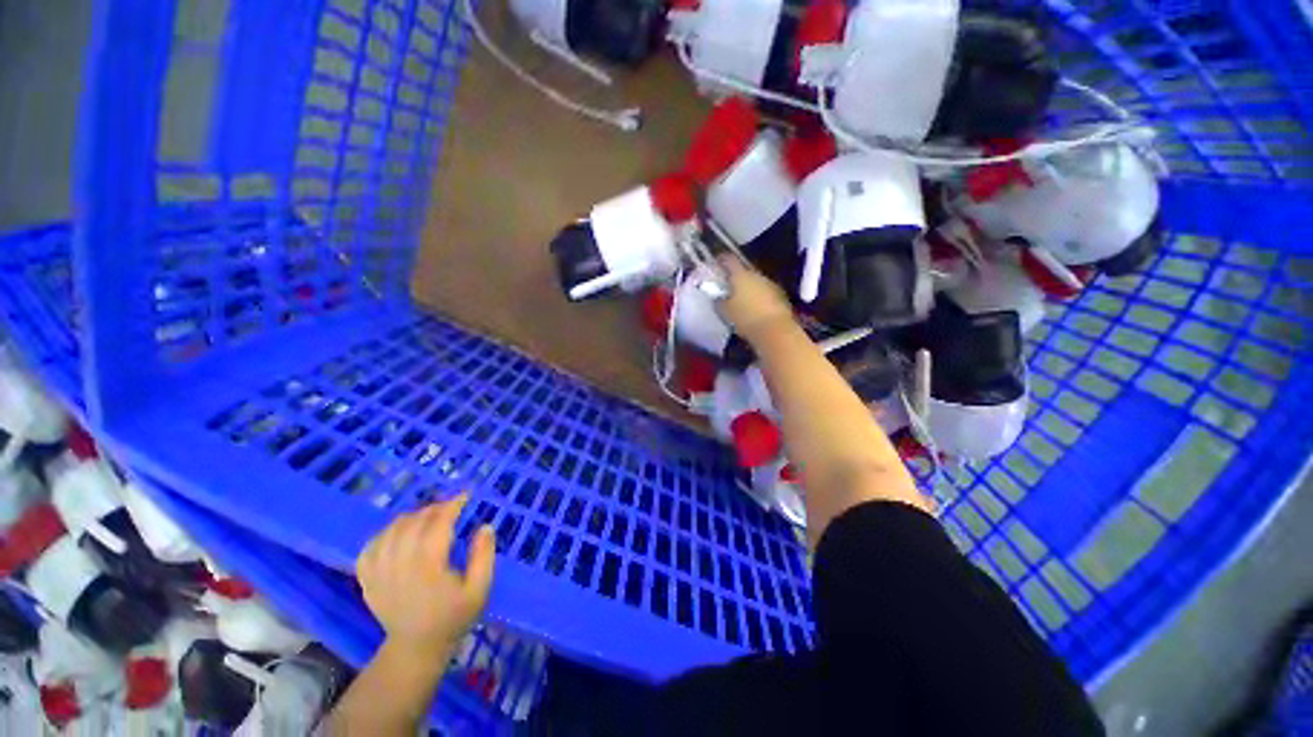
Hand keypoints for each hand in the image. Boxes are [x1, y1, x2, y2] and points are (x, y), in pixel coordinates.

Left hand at [356, 495, 494, 656]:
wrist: (416, 648)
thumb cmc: (453, 617)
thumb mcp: (480, 589)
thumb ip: (484, 556)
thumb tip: (485, 526)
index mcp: (428, 567)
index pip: (437, 524)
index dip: (452, 505)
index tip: (466, 495)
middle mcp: (399, 565)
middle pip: (413, 522)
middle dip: (435, 508)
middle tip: (452, 507)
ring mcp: (379, 572)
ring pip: (391, 530)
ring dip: (412, 517)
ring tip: (429, 517)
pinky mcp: (367, 579)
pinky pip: (370, 545)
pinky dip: (386, 533)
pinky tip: (399, 533)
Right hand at [716, 256, 796, 342]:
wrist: (775, 330)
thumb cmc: (745, 318)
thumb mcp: (725, 312)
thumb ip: (719, 302)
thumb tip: (717, 297)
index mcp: (741, 275)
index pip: (729, 260)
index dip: (721, 260)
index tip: (716, 264)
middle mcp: (757, 275)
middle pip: (744, 271)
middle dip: (735, 278)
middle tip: (727, 288)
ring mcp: (771, 285)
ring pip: (756, 282)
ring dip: (748, 289)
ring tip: (741, 301)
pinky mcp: (781, 296)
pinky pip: (765, 293)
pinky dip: (759, 298)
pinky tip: (755, 309)